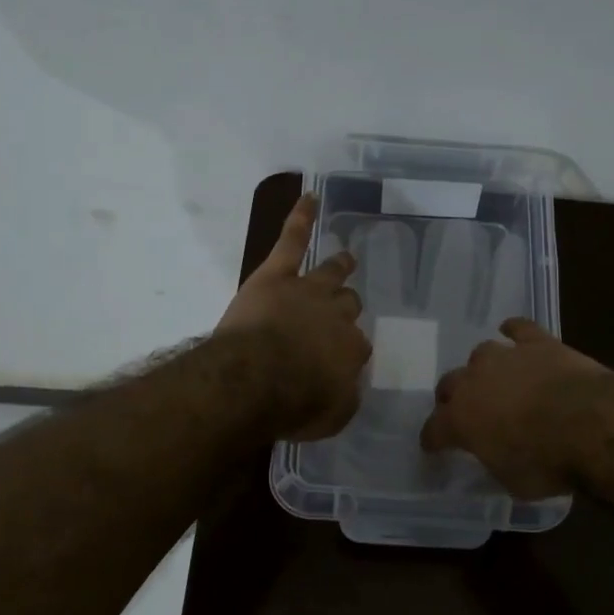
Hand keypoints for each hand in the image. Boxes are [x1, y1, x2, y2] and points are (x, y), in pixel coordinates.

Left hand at [216, 194, 371, 439]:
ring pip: (330, 274)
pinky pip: (292, 239)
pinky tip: (309, 198)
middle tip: (340, 314)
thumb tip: (346, 386)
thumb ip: (344, 397)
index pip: (358, 347)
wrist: (255, 379)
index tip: (337, 364)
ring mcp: (307, 290)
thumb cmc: (293, 404)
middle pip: (348, 306)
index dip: (347, 353)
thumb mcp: (332, 416)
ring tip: (345, 259)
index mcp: (352, 350)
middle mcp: (337, 315)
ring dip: (338, 267)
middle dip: (345, 309)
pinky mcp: (277, 274)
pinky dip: (301, 218)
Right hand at [420, 319, 613, 498]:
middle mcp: (474, 381)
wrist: (591, 424)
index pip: (433, 429)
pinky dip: (513, 330)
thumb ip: (495, 462)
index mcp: (460, 419)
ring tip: (493, 379)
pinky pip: (519, 328)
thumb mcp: (512, 481)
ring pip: (481, 354)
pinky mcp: (537, 343)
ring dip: (483, 368)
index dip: (433, 439)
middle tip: (465, 411)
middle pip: (449, 384)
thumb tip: (495, 455)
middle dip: (452, 398)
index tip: (434, 446)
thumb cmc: (547, 462)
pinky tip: (512, 332)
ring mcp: (505, 357)